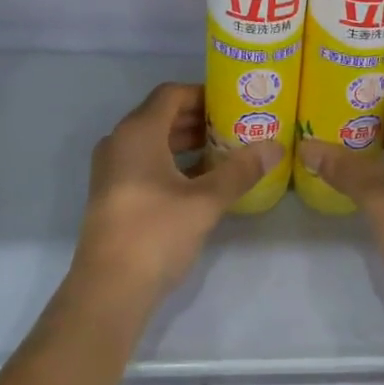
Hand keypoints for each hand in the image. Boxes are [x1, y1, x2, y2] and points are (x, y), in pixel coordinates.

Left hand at [71, 83, 276, 308]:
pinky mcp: (112, 194)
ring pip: (153, 141)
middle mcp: (119, 142)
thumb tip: (275, 147)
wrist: (108, 291)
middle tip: (235, 125)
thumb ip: (240, 170)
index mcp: (138, 132)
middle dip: (198, 118)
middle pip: (161, 115)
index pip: (171, 94)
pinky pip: (145, 163)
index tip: (233, 101)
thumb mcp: (205, 201)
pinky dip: (172, 162)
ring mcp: (111, 170)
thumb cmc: (156, 233)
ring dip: (186, 142)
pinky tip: (201, 180)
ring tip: (224, 150)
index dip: (203, 93)